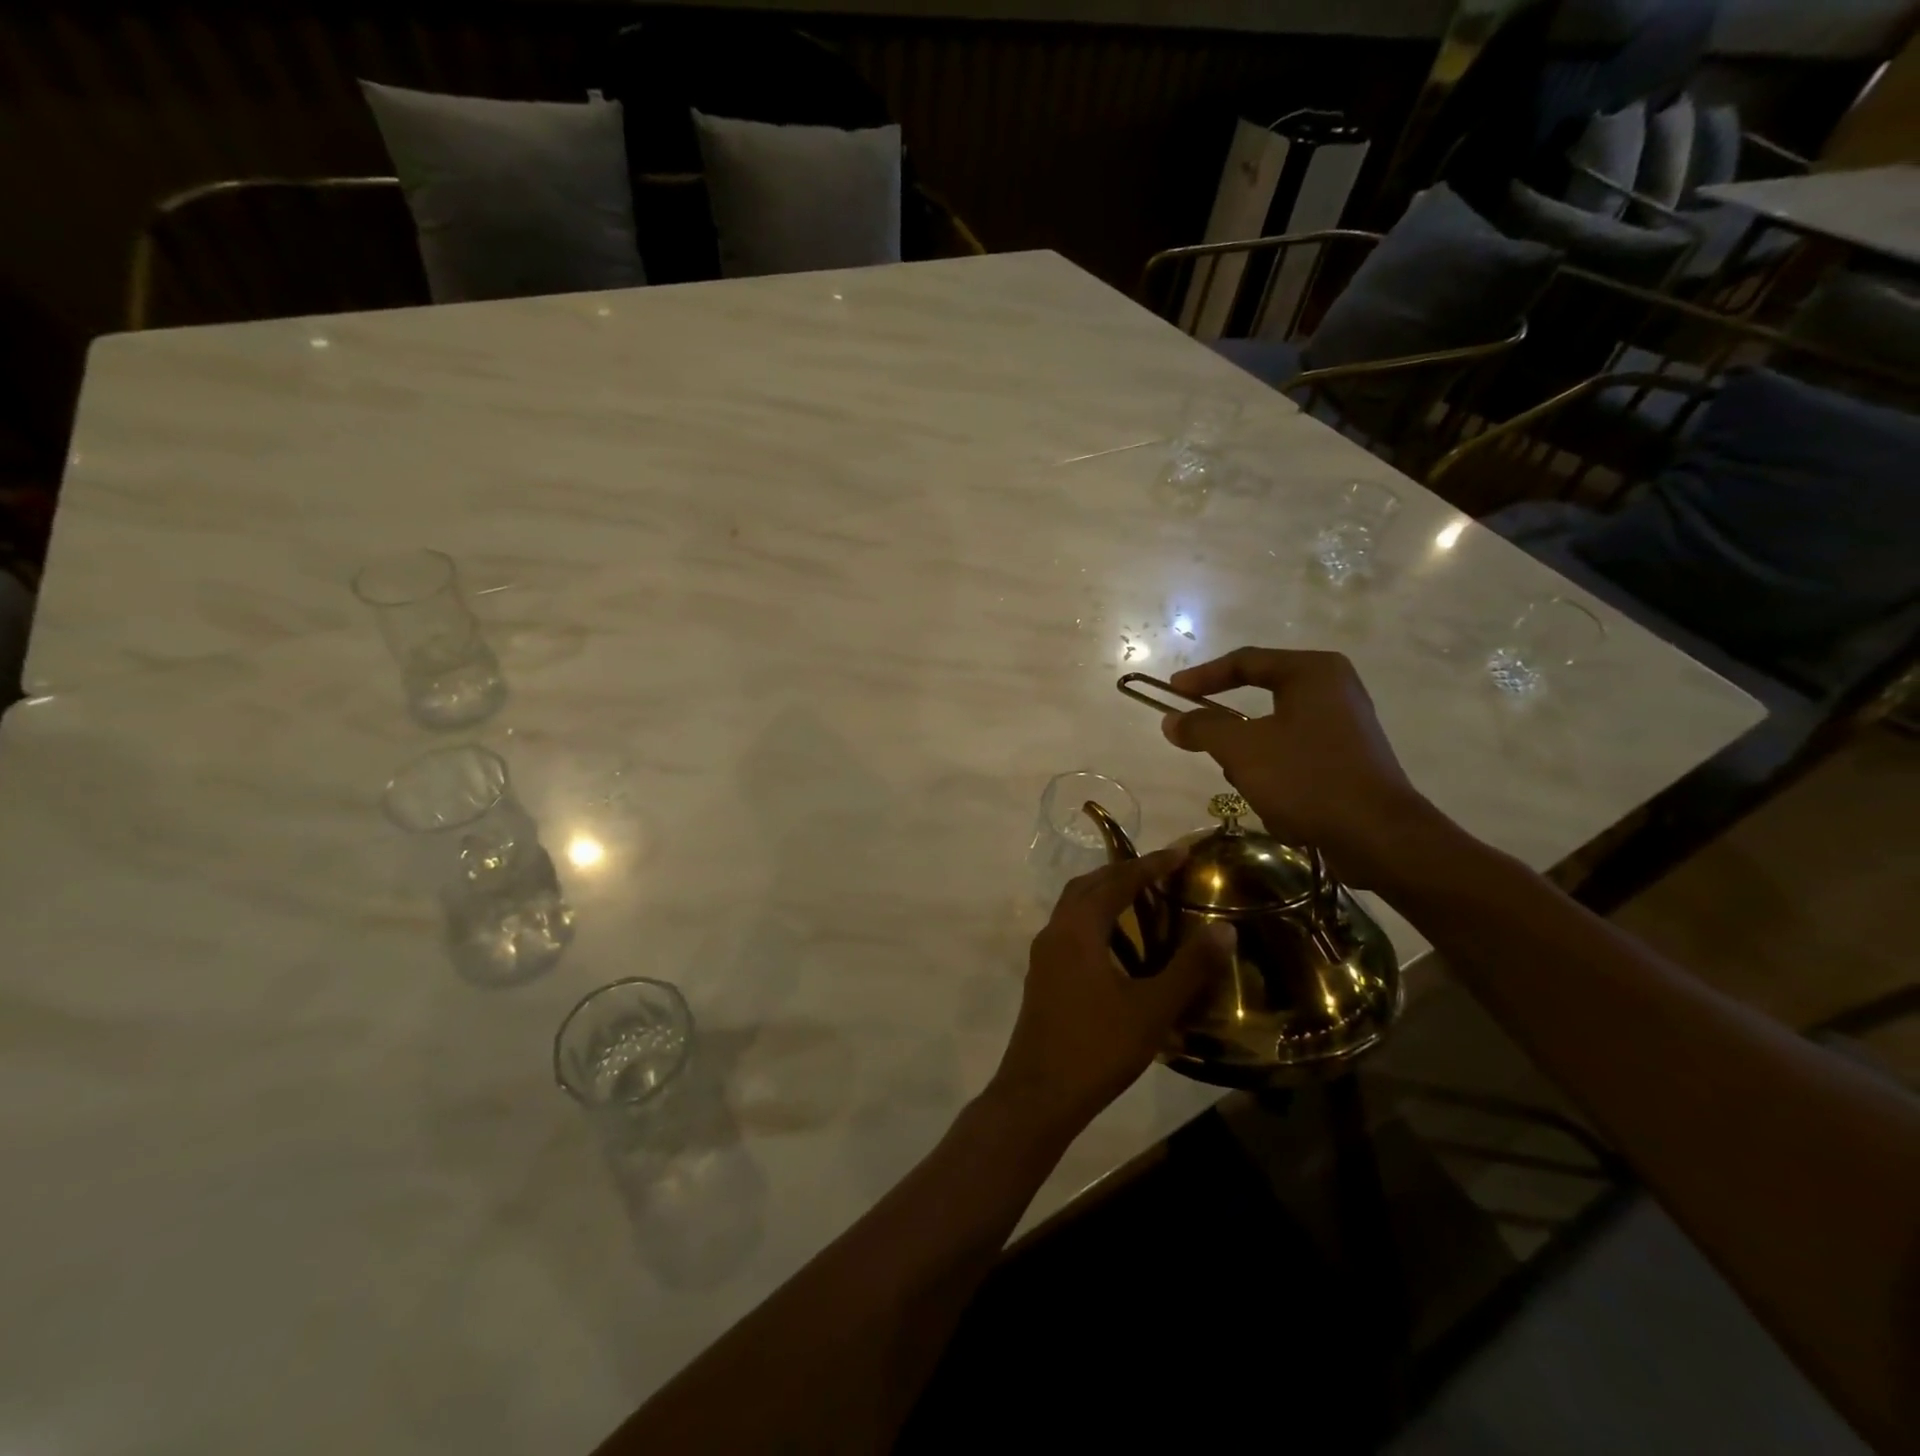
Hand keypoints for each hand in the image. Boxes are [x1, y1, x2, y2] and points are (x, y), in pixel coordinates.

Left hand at [989, 849, 1234, 1140]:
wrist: (1039, 1094)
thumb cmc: (1098, 1047)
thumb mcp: (1152, 1009)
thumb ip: (1189, 967)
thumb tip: (1225, 929)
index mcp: (1079, 929)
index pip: (1117, 881)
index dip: (1151, 864)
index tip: (1181, 853)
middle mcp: (1055, 931)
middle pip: (1089, 885)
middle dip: (1124, 873)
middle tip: (1162, 873)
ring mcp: (1044, 955)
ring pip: (1074, 908)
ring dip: (1106, 896)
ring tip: (1144, 903)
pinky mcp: (1042, 976)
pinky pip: (1070, 931)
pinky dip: (1095, 922)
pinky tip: (1119, 948)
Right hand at [1158, 647, 1435, 887]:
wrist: (1378, 836)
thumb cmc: (1306, 777)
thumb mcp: (1241, 749)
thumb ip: (1202, 728)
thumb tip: (1171, 721)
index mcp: (1312, 672)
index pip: (1245, 661)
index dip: (1203, 676)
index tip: (1171, 692)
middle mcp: (1334, 689)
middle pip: (1261, 698)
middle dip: (1232, 731)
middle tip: (1202, 743)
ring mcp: (1346, 725)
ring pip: (1275, 734)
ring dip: (1255, 762)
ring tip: (1252, 788)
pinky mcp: (1350, 760)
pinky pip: (1297, 759)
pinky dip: (1280, 779)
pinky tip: (1282, 808)